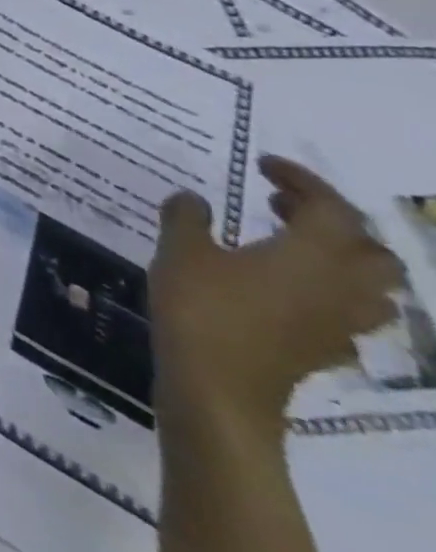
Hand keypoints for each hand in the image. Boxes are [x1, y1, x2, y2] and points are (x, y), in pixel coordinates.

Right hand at [150, 155, 404, 435]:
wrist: (219, 385)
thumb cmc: (202, 306)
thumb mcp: (180, 249)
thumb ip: (188, 217)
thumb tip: (194, 199)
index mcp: (313, 254)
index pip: (332, 208)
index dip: (303, 181)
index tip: (264, 165)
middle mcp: (341, 285)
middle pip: (371, 250)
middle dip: (333, 222)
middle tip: (281, 205)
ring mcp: (339, 321)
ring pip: (370, 285)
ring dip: (337, 258)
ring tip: (286, 243)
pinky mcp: (325, 347)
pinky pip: (346, 312)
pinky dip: (324, 290)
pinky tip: (280, 286)